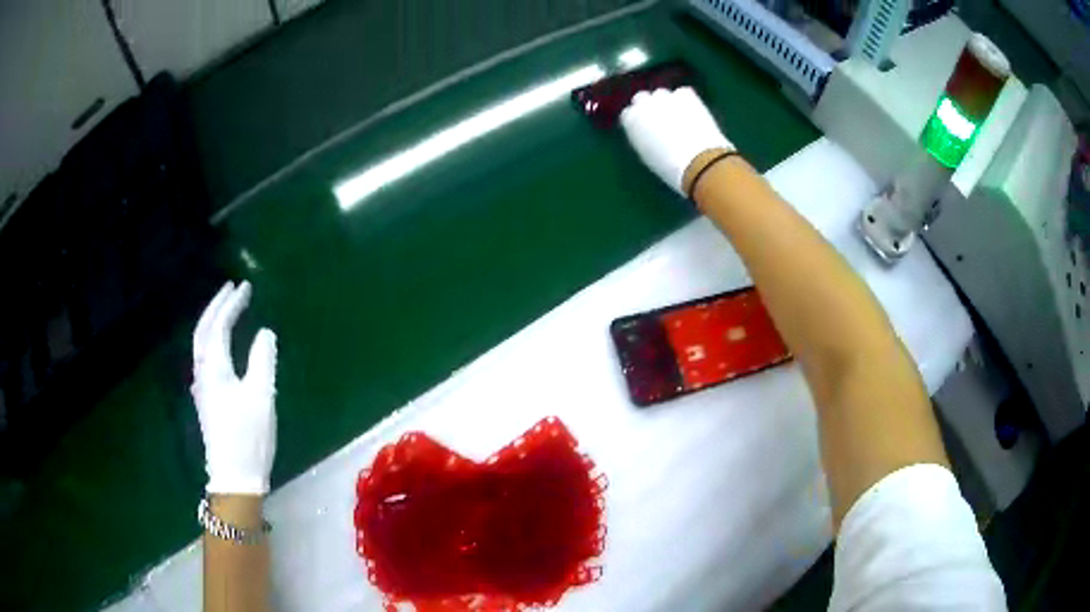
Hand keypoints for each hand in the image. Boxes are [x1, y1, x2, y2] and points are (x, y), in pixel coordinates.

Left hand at [192, 281, 277, 494]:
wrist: (234, 477)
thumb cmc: (248, 435)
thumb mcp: (261, 395)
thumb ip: (262, 359)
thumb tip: (265, 333)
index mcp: (214, 367)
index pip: (219, 325)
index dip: (232, 304)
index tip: (245, 286)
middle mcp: (202, 372)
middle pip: (203, 330)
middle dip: (216, 306)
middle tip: (231, 288)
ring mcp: (202, 387)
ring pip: (202, 344)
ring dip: (212, 321)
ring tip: (226, 309)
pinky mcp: (207, 400)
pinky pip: (206, 357)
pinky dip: (213, 339)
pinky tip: (221, 345)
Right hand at [619, 87, 733, 195]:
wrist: (697, 161)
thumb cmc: (668, 166)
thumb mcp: (646, 154)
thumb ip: (641, 137)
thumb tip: (645, 132)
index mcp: (631, 119)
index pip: (628, 114)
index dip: (637, 121)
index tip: (644, 129)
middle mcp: (644, 103)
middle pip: (642, 98)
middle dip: (649, 107)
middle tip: (661, 120)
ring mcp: (665, 97)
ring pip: (662, 94)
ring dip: (667, 102)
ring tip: (678, 117)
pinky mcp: (686, 95)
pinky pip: (682, 93)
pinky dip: (685, 101)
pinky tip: (692, 113)